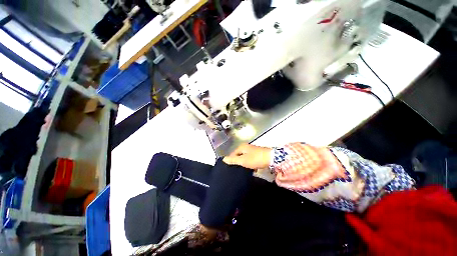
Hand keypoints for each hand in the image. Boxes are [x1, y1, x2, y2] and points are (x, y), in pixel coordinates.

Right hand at [223, 144, 271, 169]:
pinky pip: (250, 159)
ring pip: (244, 158)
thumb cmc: (255, 159)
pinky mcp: (257, 154)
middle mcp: (246, 147)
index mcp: (241, 147)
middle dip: (238, 163)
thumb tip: (224, 159)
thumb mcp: (243, 160)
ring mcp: (252, 150)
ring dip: (244, 164)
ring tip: (244, 170)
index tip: (231, 168)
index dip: (231, 161)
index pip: (232, 154)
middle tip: (237, 170)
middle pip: (238, 156)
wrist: (271, 158)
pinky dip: (250, 164)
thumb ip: (233, 160)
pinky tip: (252, 169)